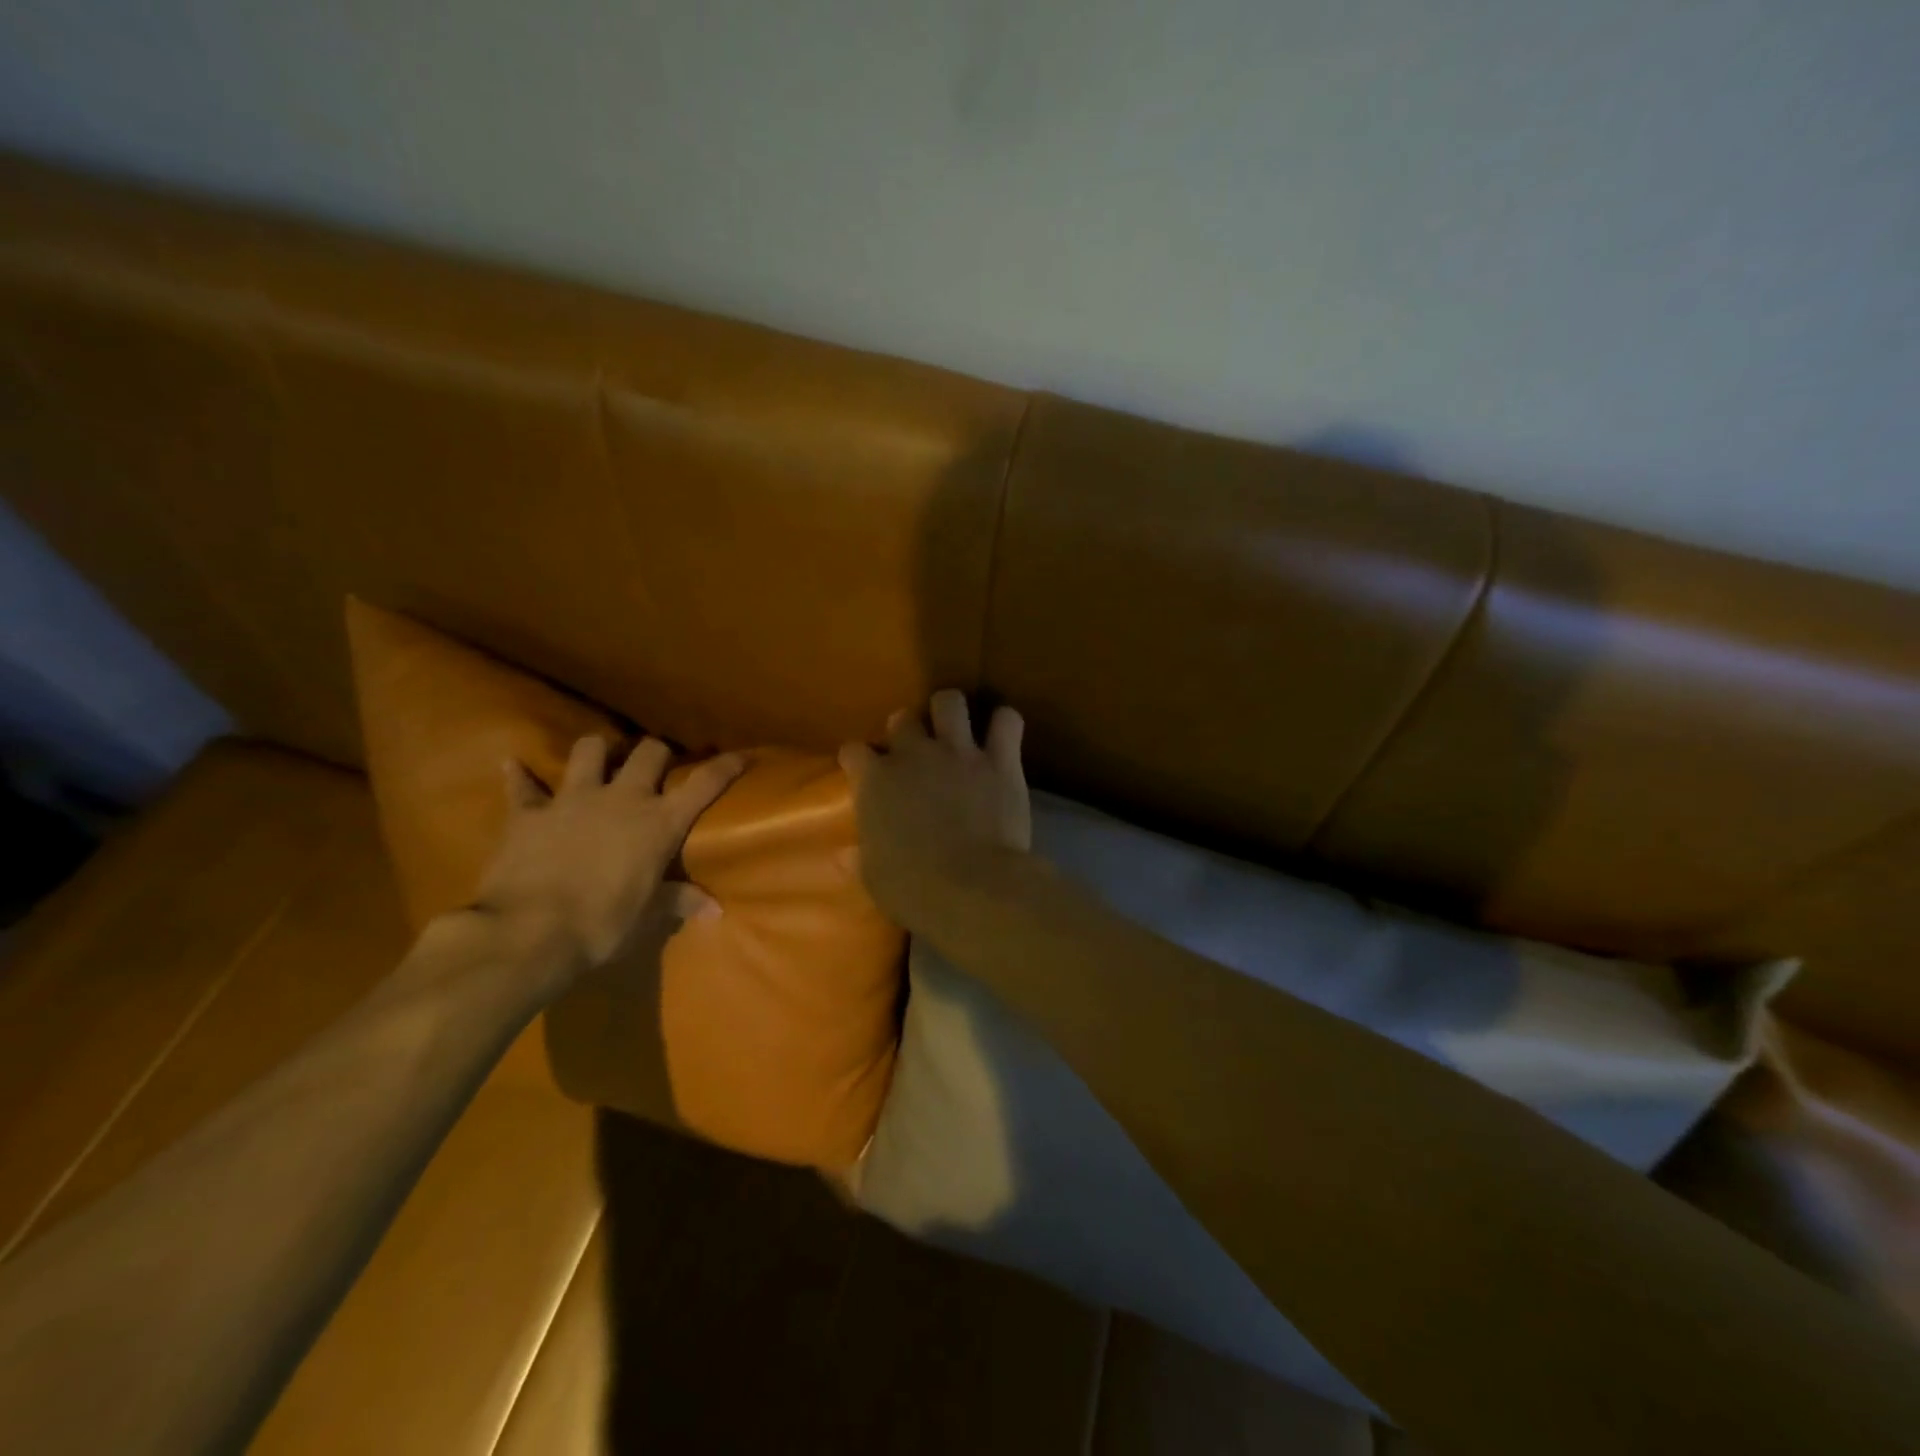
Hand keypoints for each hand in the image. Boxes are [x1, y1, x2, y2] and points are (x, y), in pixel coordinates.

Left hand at [474, 736, 745, 972]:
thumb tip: (715, 911)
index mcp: (659, 823)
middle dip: (658, 752)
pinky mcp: (529, 812)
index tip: (740, 756)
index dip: (725, 767)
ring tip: (600, 759)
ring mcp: (573, 800)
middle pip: (649, 752)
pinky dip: (520, 776)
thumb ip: (679, 902)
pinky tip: (513, 766)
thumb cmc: (602, 924)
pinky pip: (523, 785)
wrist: (529, 932)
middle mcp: (622, 799)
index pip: (703, 784)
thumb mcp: (648, 916)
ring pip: (589, 750)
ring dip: (598, 751)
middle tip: (658, 764)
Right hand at [838, 689, 1030, 928]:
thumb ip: (859, 857)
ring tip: (955, 728)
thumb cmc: (913, 889)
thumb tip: (841, 855)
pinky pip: (1006, 721)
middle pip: (902, 719)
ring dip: (950, 712)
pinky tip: (1003, 736)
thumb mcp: (874, 877)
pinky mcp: (1000, 760)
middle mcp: (914, 755)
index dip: (858, 759)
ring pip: (949, 702)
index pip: (854, 751)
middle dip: (905, 729)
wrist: (972, 888)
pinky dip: (1005, 725)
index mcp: (875, 782)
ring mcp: (959, 752)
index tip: (863, 769)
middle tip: (915, 751)